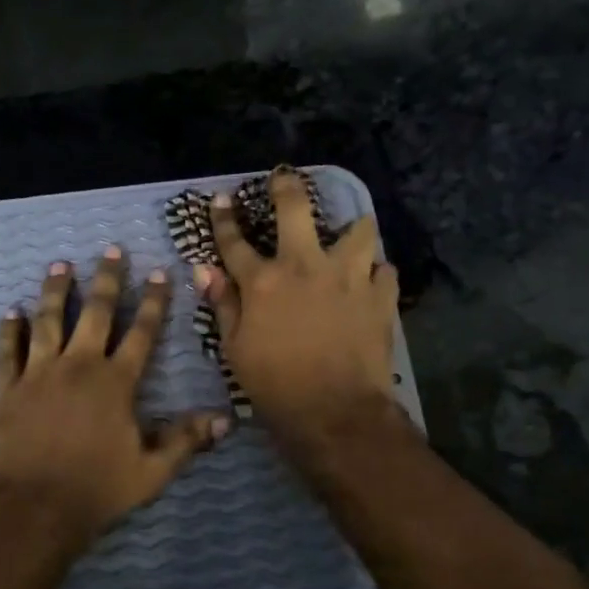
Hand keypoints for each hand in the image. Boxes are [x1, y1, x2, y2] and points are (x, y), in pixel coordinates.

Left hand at [0, 248, 230, 541]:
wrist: (31, 508)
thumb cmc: (96, 489)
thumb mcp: (151, 471)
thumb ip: (185, 441)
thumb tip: (225, 420)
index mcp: (116, 382)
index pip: (141, 332)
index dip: (153, 302)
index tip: (158, 273)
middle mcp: (79, 365)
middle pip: (95, 312)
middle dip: (107, 280)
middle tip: (111, 250)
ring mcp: (39, 373)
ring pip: (49, 320)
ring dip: (56, 291)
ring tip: (60, 265)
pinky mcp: (8, 388)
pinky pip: (9, 350)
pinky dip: (10, 330)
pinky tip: (11, 312)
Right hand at [197, 166, 400, 447]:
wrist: (336, 412)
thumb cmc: (275, 385)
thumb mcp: (235, 349)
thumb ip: (223, 304)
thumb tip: (205, 270)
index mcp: (264, 281)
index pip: (235, 242)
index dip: (224, 219)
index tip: (220, 199)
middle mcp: (305, 266)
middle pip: (295, 210)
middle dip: (287, 187)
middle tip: (285, 176)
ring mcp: (348, 277)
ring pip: (358, 231)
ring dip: (352, 228)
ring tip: (351, 231)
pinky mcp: (381, 295)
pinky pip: (384, 269)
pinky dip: (377, 271)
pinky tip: (372, 279)